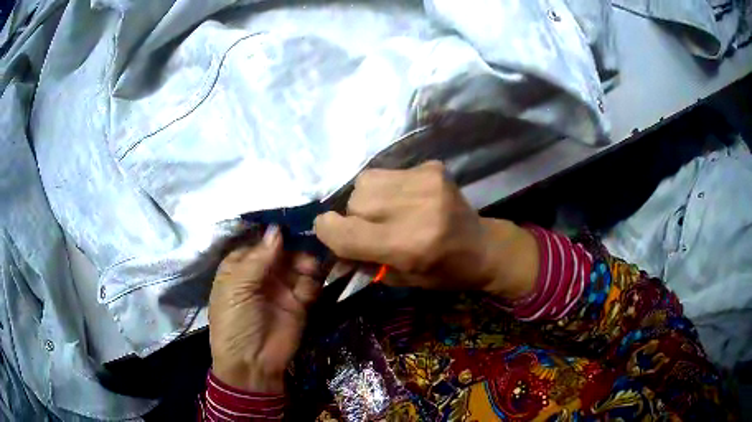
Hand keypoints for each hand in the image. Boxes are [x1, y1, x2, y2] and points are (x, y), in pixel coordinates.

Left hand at [208, 226, 320, 392]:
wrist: (252, 363)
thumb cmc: (235, 322)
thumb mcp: (237, 288)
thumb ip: (258, 259)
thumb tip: (276, 230)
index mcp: (239, 268)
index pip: (258, 243)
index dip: (272, 235)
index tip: (289, 223)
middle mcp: (261, 274)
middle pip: (281, 252)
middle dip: (292, 247)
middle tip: (306, 243)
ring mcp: (281, 288)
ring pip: (297, 265)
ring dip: (305, 262)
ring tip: (309, 267)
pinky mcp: (299, 303)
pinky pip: (309, 284)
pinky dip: (313, 279)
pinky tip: (313, 278)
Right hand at [314, 161, 537, 296]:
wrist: (483, 247)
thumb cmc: (443, 272)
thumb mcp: (400, 278)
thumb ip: (361, 260)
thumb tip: (329, 240)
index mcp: (408, 246)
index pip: (344, 232)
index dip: (328, 231)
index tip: (329, 231)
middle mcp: (416, 209)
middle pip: (354, 201)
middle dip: (353, 217)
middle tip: (372, 228)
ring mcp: (426, 183)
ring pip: (365, 181)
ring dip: (368, 198)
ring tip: (388, 210)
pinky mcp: (432, 168)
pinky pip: (388, 172)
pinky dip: (387, 187)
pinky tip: (406, 199)